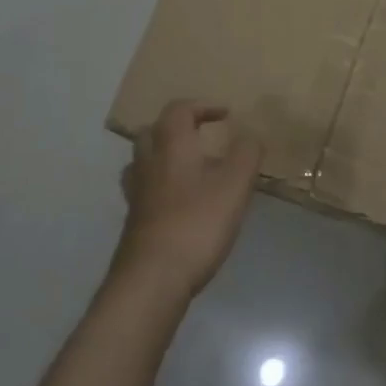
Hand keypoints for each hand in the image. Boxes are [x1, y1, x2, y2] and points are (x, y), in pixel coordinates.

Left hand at [116, 101, 262, 302]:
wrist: (153, 279)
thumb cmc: (197, 223)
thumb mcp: (235, 185)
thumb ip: (247, 154)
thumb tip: (250, 135)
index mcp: (172, 146)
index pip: (179, 110)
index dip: (203, 107)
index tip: (226, 116)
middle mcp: (148, 163)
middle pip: (153, 131)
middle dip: (178, 128)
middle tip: (203, 137)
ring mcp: (137, 194)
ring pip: (144, 161)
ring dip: (166, 156)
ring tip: (192, 168)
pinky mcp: (135, 221)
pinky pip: (146, 189)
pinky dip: (162, 185)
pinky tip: (182, 203)